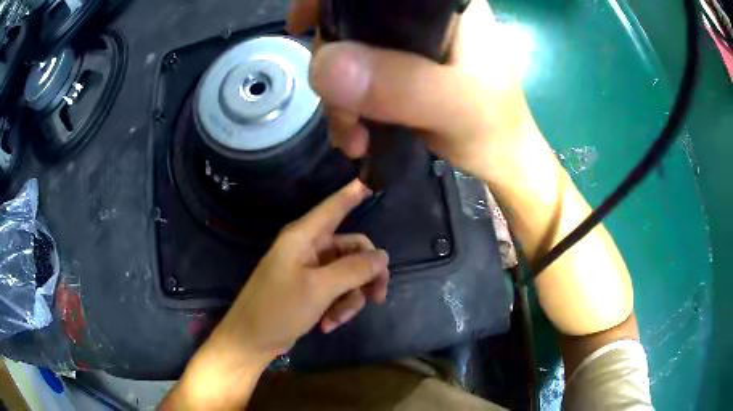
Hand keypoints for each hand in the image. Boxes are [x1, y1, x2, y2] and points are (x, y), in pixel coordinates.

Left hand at [213, 179, 388, 361]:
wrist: (252, 341)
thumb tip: (383, 255)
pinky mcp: (311, 288)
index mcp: (304, 237)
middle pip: (353, 249)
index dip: (353, 193)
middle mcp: (309, 248)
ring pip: (349, 274)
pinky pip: (338, 290)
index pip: (334, 207)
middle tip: (378, 297)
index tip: (373, 181)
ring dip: (350, 298)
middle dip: (366, 275)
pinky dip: (339, 307)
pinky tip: (328, 324)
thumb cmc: (278, 309)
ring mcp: (311, 269)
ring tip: (337, 319)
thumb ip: (353, 269)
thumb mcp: (318, 289)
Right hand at [288, 0, 540, 184]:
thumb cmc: (493, 127)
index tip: (302, 24)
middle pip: (352, 18)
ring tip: (351, 134)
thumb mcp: (455, 107)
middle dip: (333, 64)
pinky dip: (347, 103)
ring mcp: (409, 41)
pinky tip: (355, 132)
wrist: (500, 157)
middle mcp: (422, 13)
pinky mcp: (401, 66)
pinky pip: (357, 74)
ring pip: (349, 50)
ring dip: (339, 95)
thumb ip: (401, 85)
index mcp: (443, 3)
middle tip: (343, 112)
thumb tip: (324, 67)